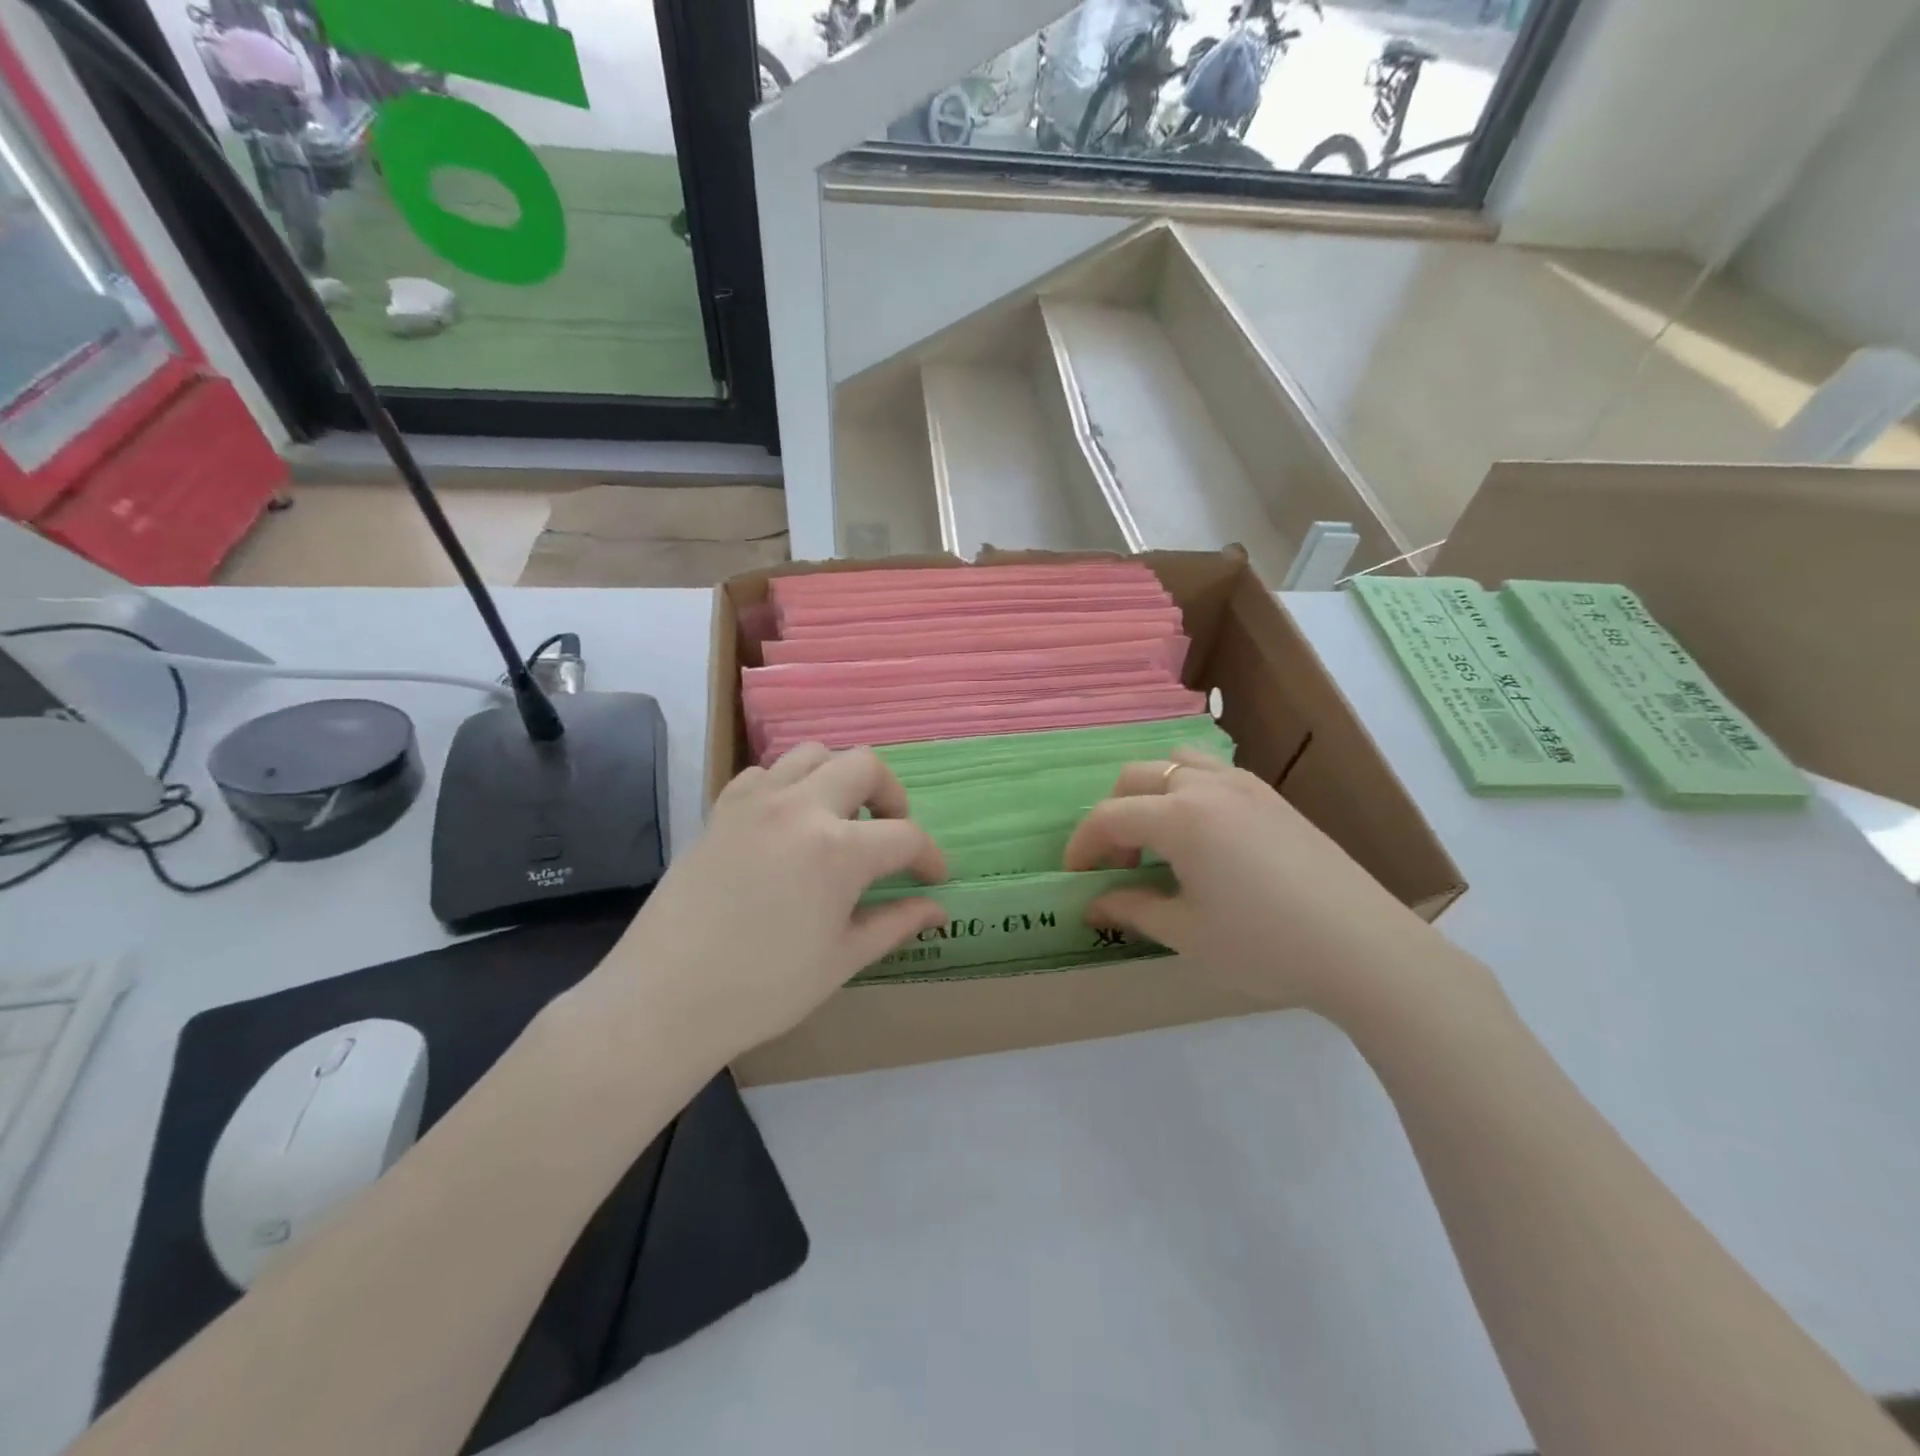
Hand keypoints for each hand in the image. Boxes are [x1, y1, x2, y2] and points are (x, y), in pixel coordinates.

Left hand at [579, 745, 946, 1066]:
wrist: (665, 999)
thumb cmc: (764, 988)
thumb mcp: (841, 959)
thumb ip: (895, 923)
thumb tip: (937, 909)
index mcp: (839, 849)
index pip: (905, 836)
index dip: (928, 857)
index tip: (933, 877)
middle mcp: (801, 807)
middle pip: (864, 765)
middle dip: (891, 795)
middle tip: (889, 832)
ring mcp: (756, 802)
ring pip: (812, 754)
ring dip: (838, 777)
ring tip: (838, 818)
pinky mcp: (721, 809)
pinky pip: (764, 773)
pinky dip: (787, 785)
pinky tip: (786, 823)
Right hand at [1063, 749, 1446, 1025]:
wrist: (1364, 949)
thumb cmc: (1264, 944)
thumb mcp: (1187, 932)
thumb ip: (1132, 909)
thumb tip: (1093, 905)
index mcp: (1180, 816)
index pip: (1109, 816)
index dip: (1082, 845)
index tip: (1074, 876)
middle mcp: (1208, 786)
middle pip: (1137, 778)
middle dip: (1113, 817)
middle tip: (1120, 865)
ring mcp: (1245, 785)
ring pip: (1176, 764)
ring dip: (1151, 794)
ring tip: (1158, 842)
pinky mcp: (1272, 797)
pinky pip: (1211, 774)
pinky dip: (1186, 793)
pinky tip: (1203, 840)